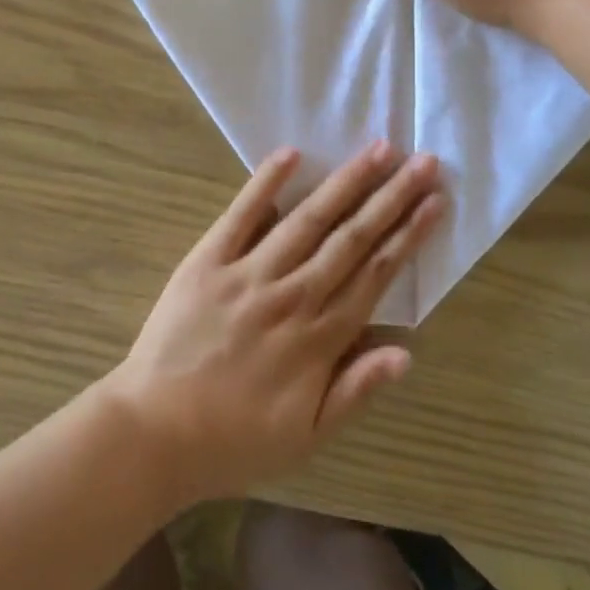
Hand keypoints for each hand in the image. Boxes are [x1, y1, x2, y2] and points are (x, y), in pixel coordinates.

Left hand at [110, 143, 443, 505]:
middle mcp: (292, 295)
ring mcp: (249, 273)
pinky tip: (291, 153)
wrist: (153, 433)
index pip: (376, 274)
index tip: (435, 201)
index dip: (409, 235)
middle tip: (424, 161)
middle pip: (352, 238)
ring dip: (346, 182)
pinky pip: (240, 215)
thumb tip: (406, 352)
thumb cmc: (234, 440)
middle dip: (392, 197)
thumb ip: (356, 391)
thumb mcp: (306, 437)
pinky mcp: (208, 260)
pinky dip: (265, 183)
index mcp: (319, 337)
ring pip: (308, 219)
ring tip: (378, 149)